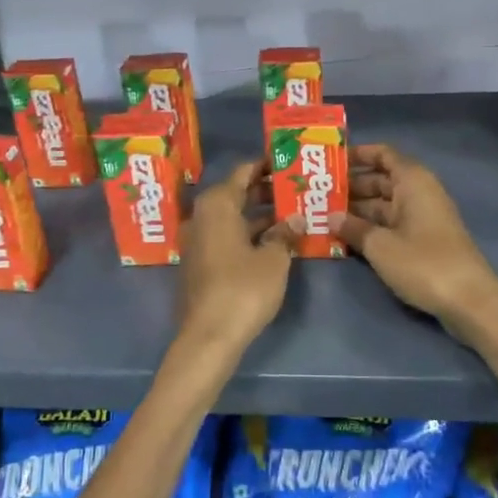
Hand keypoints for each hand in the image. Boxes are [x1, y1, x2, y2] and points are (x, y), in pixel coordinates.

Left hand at [178, 161, 296, 356]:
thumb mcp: (274, 259)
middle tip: (297, 187)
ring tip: (293, 212)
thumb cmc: (243, 289)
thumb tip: (296, 220)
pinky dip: (250, 233)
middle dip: (266, 190)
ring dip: (260, 214)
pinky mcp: (202, 264)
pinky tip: (275, 240)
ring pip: (233, 217)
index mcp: (217, 205)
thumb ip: (285, 234)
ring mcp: (200, 241)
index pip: (243, 172)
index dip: (266, 165)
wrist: (209, 337)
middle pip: (236, 194)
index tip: (288, 161)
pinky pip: (228, 236)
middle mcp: (203, 217)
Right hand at [336, 144, 497, 329]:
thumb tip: (331, 216)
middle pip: (381, 180)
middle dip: (351, 186)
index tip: (331, 162)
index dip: (358, 154)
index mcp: (413, 181)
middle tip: (318, 194)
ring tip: (324, 216)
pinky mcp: (424, 240)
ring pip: (384, 205)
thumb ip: (353, 227)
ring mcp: (423, 218)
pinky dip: (371, 227)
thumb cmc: (423, 263)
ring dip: (358, 209)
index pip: (383, 154)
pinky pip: (392, 224)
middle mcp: (419, 193)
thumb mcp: (380, 245)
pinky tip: (346, 237)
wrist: (469, 300)